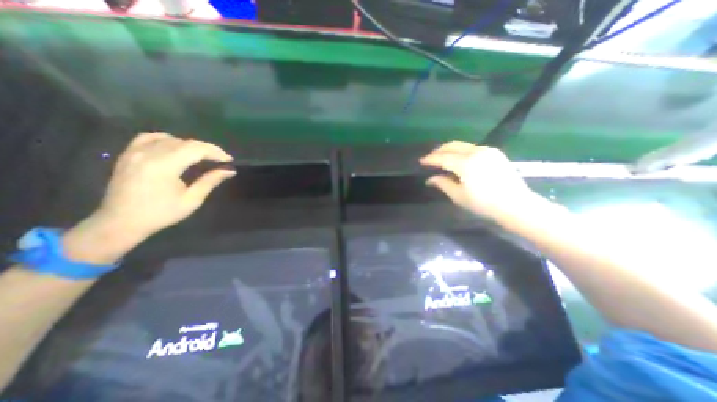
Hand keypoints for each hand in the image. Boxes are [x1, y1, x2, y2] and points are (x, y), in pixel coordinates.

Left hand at [93, 131, 233, 238]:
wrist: (120, 222)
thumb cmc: (161, 214)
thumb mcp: (191, 200)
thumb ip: (210, 181)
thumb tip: (230, 171)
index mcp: (164, 166)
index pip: (195, 149)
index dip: (215, 152)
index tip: (229, 160)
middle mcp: (148, 154)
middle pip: (185, 142)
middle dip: (207, 149)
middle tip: (221, 159)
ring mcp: (135, 152)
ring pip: (171, 139)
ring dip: (191, 146)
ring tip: (203, 156)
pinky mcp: (128, 154)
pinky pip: (150, 138)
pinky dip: (168, 140)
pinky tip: (177, 147)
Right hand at [422, 140, 531, 218]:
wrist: (515, 204)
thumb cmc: (484, 203)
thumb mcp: (459, 196)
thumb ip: (442, 184)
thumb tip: (430, 179)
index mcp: (466, 164)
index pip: (443, 158)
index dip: (430, 159)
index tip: (421, 161)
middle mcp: (476, 152)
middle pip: (452, 146)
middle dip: (439, 150)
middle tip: (430, 157)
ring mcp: (487, 151)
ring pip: (463, 145)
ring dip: (450, 149)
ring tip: (442, 157)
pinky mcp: (495, 153)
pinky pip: (472, 148)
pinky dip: (461, 151)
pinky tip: (458, 159)